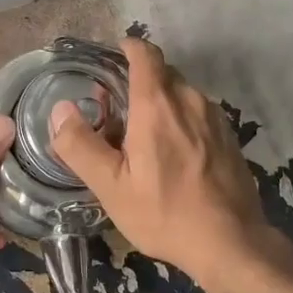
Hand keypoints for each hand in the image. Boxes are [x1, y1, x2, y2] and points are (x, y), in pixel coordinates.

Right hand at [50, 37, 273, 291]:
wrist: (232, 243)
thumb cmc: (165, 213)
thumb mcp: (110, 186)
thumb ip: (80, 145)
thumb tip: (60, 110)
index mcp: (157, 104)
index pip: (145, 53)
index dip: (127, 48)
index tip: (110, 60)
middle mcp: (190, 99)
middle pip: (161, 72)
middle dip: (137, 81)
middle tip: (115, 111)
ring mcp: (215, 117)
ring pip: (181, 94)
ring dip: (159, 103)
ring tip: (141, 136)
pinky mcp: (230, 136)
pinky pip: (198, 113)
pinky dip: (180, 119)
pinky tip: (172, 154)